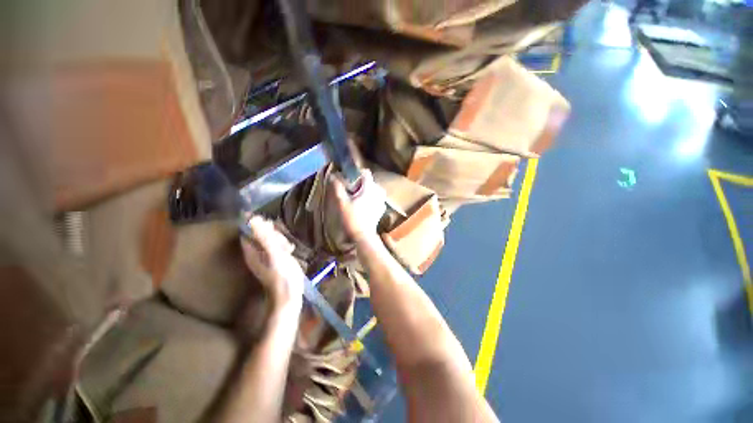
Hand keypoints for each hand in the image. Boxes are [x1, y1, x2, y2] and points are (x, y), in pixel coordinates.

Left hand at [240, 216, 304, 311]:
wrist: (288, 295)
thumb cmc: (282, 275)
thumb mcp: (275, 254)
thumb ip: (265, 237)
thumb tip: (254, 219)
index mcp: (251, 250)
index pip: (251, 230)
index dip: (261, 225)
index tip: (274, 228)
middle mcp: (256, 252)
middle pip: (261, 233)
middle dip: (274, 233)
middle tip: (283, 242)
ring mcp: (265, 256)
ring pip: (271, 239)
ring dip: (280, 239)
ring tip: (288, 248)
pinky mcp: (274, 260)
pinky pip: (277, 246)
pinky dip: (283, 246)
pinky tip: (290, 250)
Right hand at [331, 170, 385, 244]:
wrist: (363, 236)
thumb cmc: (352, 218)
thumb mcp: (342, 202)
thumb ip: (338, 188)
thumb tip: (332, 176)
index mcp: (370, 188)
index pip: (366, 173)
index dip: (358, 173)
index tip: (350, 178)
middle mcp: (379, 192)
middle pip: (370, 181)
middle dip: (361, 183)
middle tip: (351, 190)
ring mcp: (382, 201)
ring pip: (374, 189)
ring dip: (366, 190)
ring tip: (357, 197)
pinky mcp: (382, 208)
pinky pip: (377, 198)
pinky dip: (371, 198)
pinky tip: (364, 204)